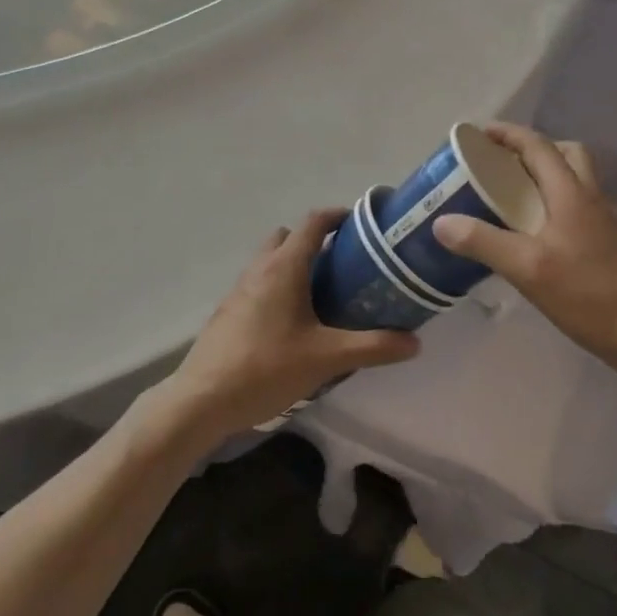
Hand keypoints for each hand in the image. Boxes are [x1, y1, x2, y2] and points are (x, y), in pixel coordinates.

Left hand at [161, 209, 419, 442]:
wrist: (202, 400)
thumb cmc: (266, 368)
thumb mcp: (327, 358)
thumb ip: (372, 347)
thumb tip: (414, 342)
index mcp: (285, 266)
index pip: (313, 222)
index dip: (338, 216)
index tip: (363, 225)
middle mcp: (260, 268)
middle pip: (288, 236)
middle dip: (315, 241)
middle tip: (343, 265)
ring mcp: (239, 289)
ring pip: (270, 260)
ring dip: (294, 265)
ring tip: (322, 295)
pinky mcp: (228, 311)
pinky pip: (259, 283)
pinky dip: (278, 287)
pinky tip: (293, 324)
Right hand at [433, 124, 616, 372]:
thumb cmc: (586, 294)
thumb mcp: (527, 268)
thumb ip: (483, 242)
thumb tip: (441, 222)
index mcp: (571, 192)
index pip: (539, 146)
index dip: (509, 134)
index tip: (479, 134)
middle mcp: (590, 197)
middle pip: (565, 154)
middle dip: (532, 149)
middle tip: (501, 163)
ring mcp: (602, 220)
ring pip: (574, 179)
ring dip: (545, 174)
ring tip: (512, 194)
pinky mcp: (606, 242)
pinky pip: (576, 204)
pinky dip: (553, 201)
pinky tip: (534, 231)